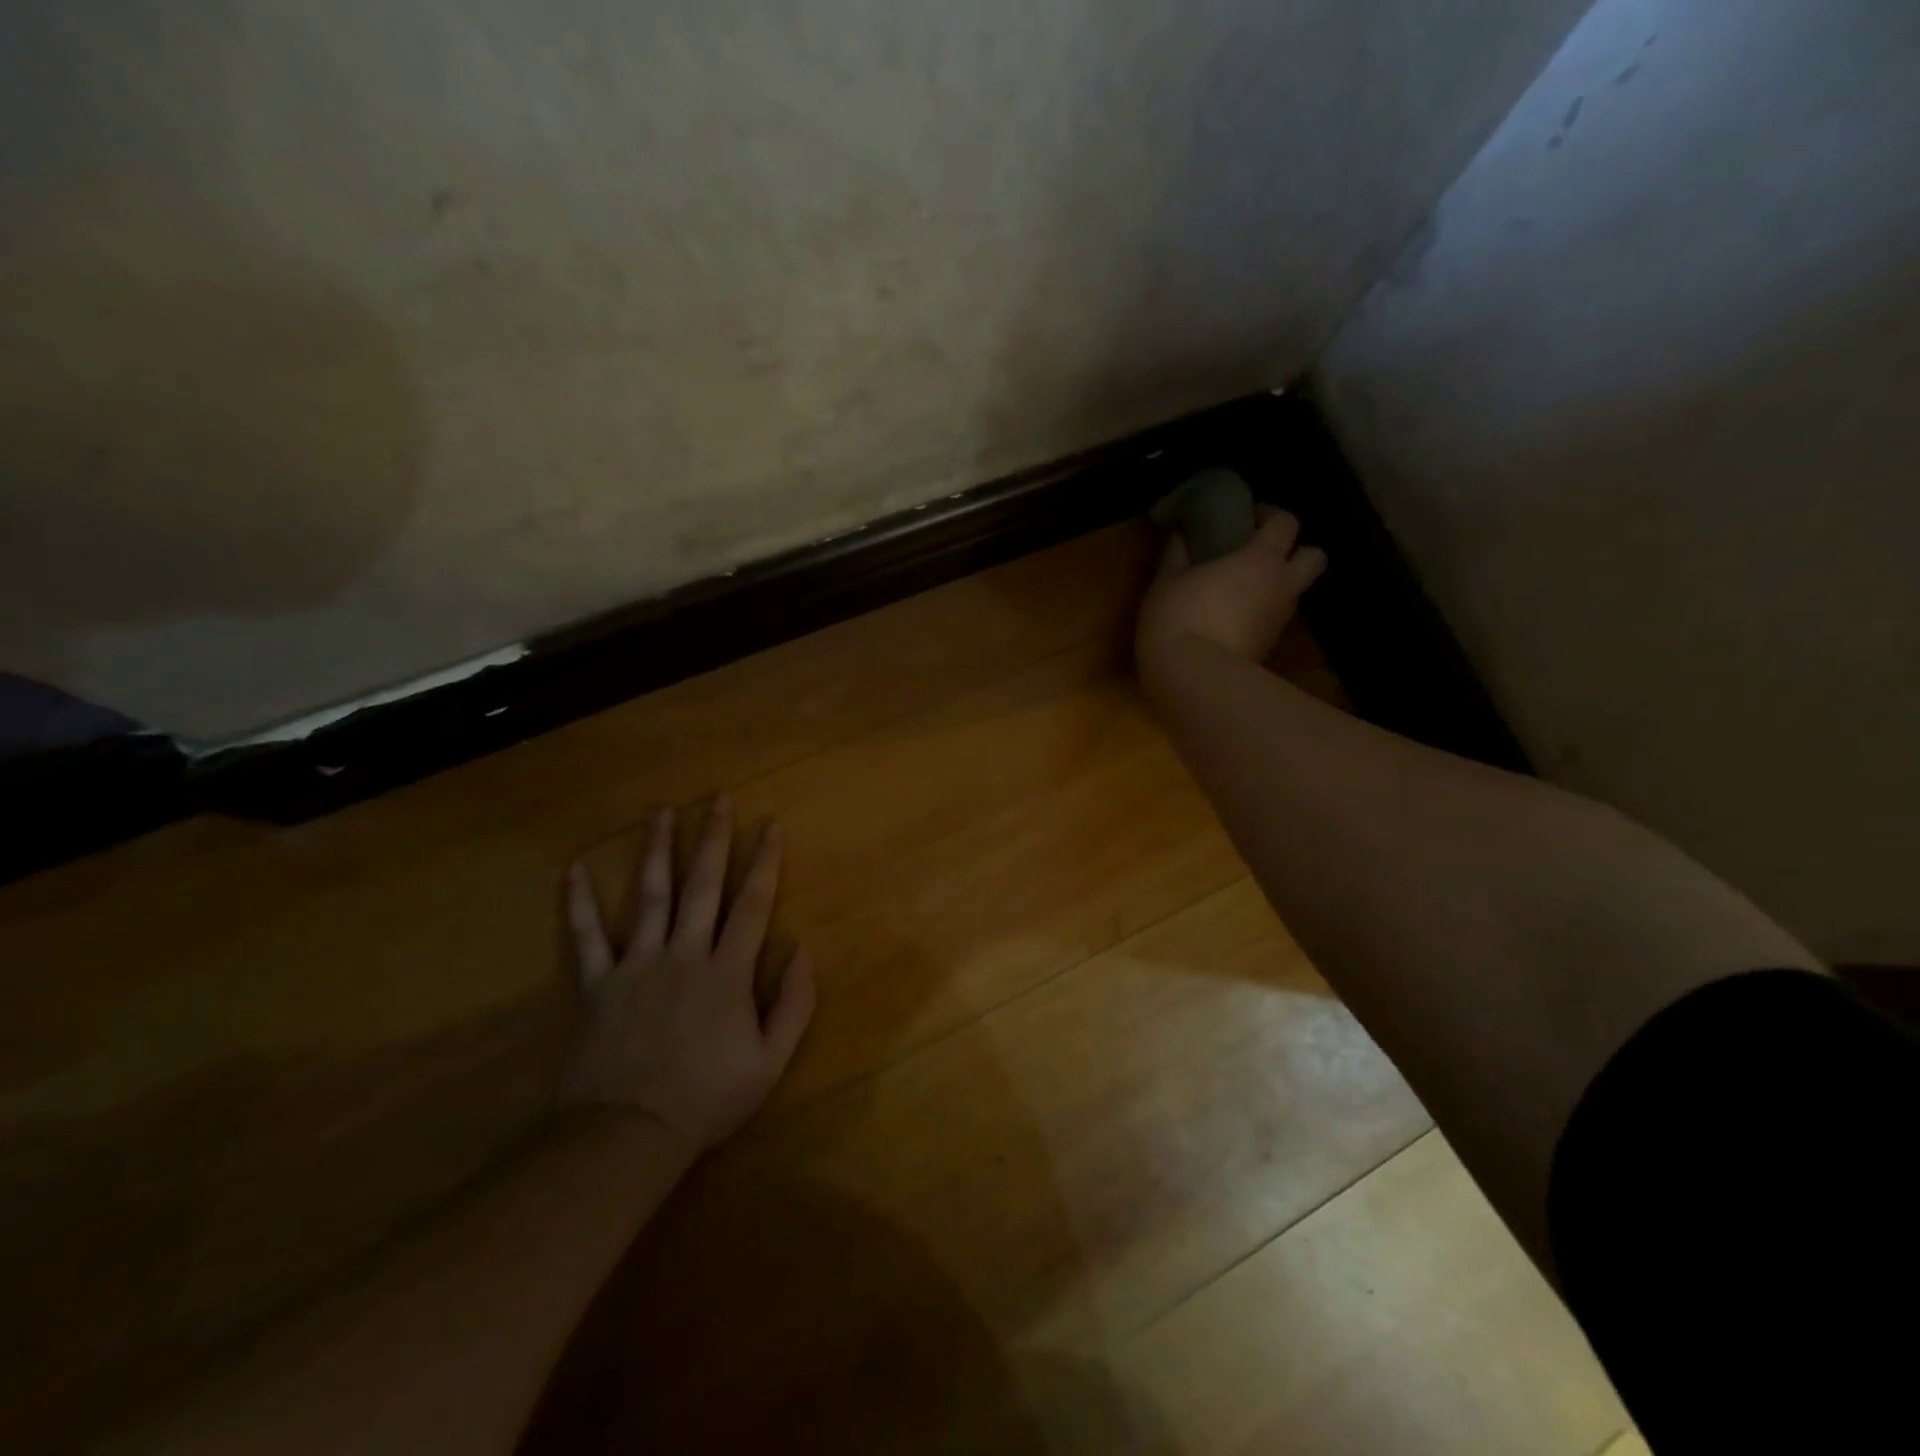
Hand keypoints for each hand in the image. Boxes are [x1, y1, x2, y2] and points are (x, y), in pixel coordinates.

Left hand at [561, 797, 815, 1156]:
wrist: (630, 1132)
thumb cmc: (708, 1098)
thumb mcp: (771, 1060)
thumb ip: (793, 1002)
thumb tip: (801, 948)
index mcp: (728, 971)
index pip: (752, 904)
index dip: (765, 862)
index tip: (771, 826)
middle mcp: (684, 953)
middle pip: (702, 885)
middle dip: (714, 839)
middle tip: (719, 800)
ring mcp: (637, 964)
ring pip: (650, 896)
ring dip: (657, 850)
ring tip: (662, 812)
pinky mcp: (598, 983)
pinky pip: (586, 936)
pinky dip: (579, 903)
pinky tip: (575, 869)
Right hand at [1136, 506, 1327, 669]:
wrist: (1194, 677)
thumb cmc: (1179, 618)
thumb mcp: (1166, 581)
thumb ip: (1177, 553)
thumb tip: (1180, 532)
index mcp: (1260, 559)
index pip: (1286, 522)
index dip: (1270, 515)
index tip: (1247, 518)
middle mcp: (1282, 585)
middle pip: (1315, 557)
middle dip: (1297, 550)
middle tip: (1262, 554)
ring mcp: (1280, 619)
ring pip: (1296, 591)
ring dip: (1279, 584)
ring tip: (1243, 588)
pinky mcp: (1271, 646)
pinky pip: (1276, 619)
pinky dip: (1263, 613)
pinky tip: (1234, 618)